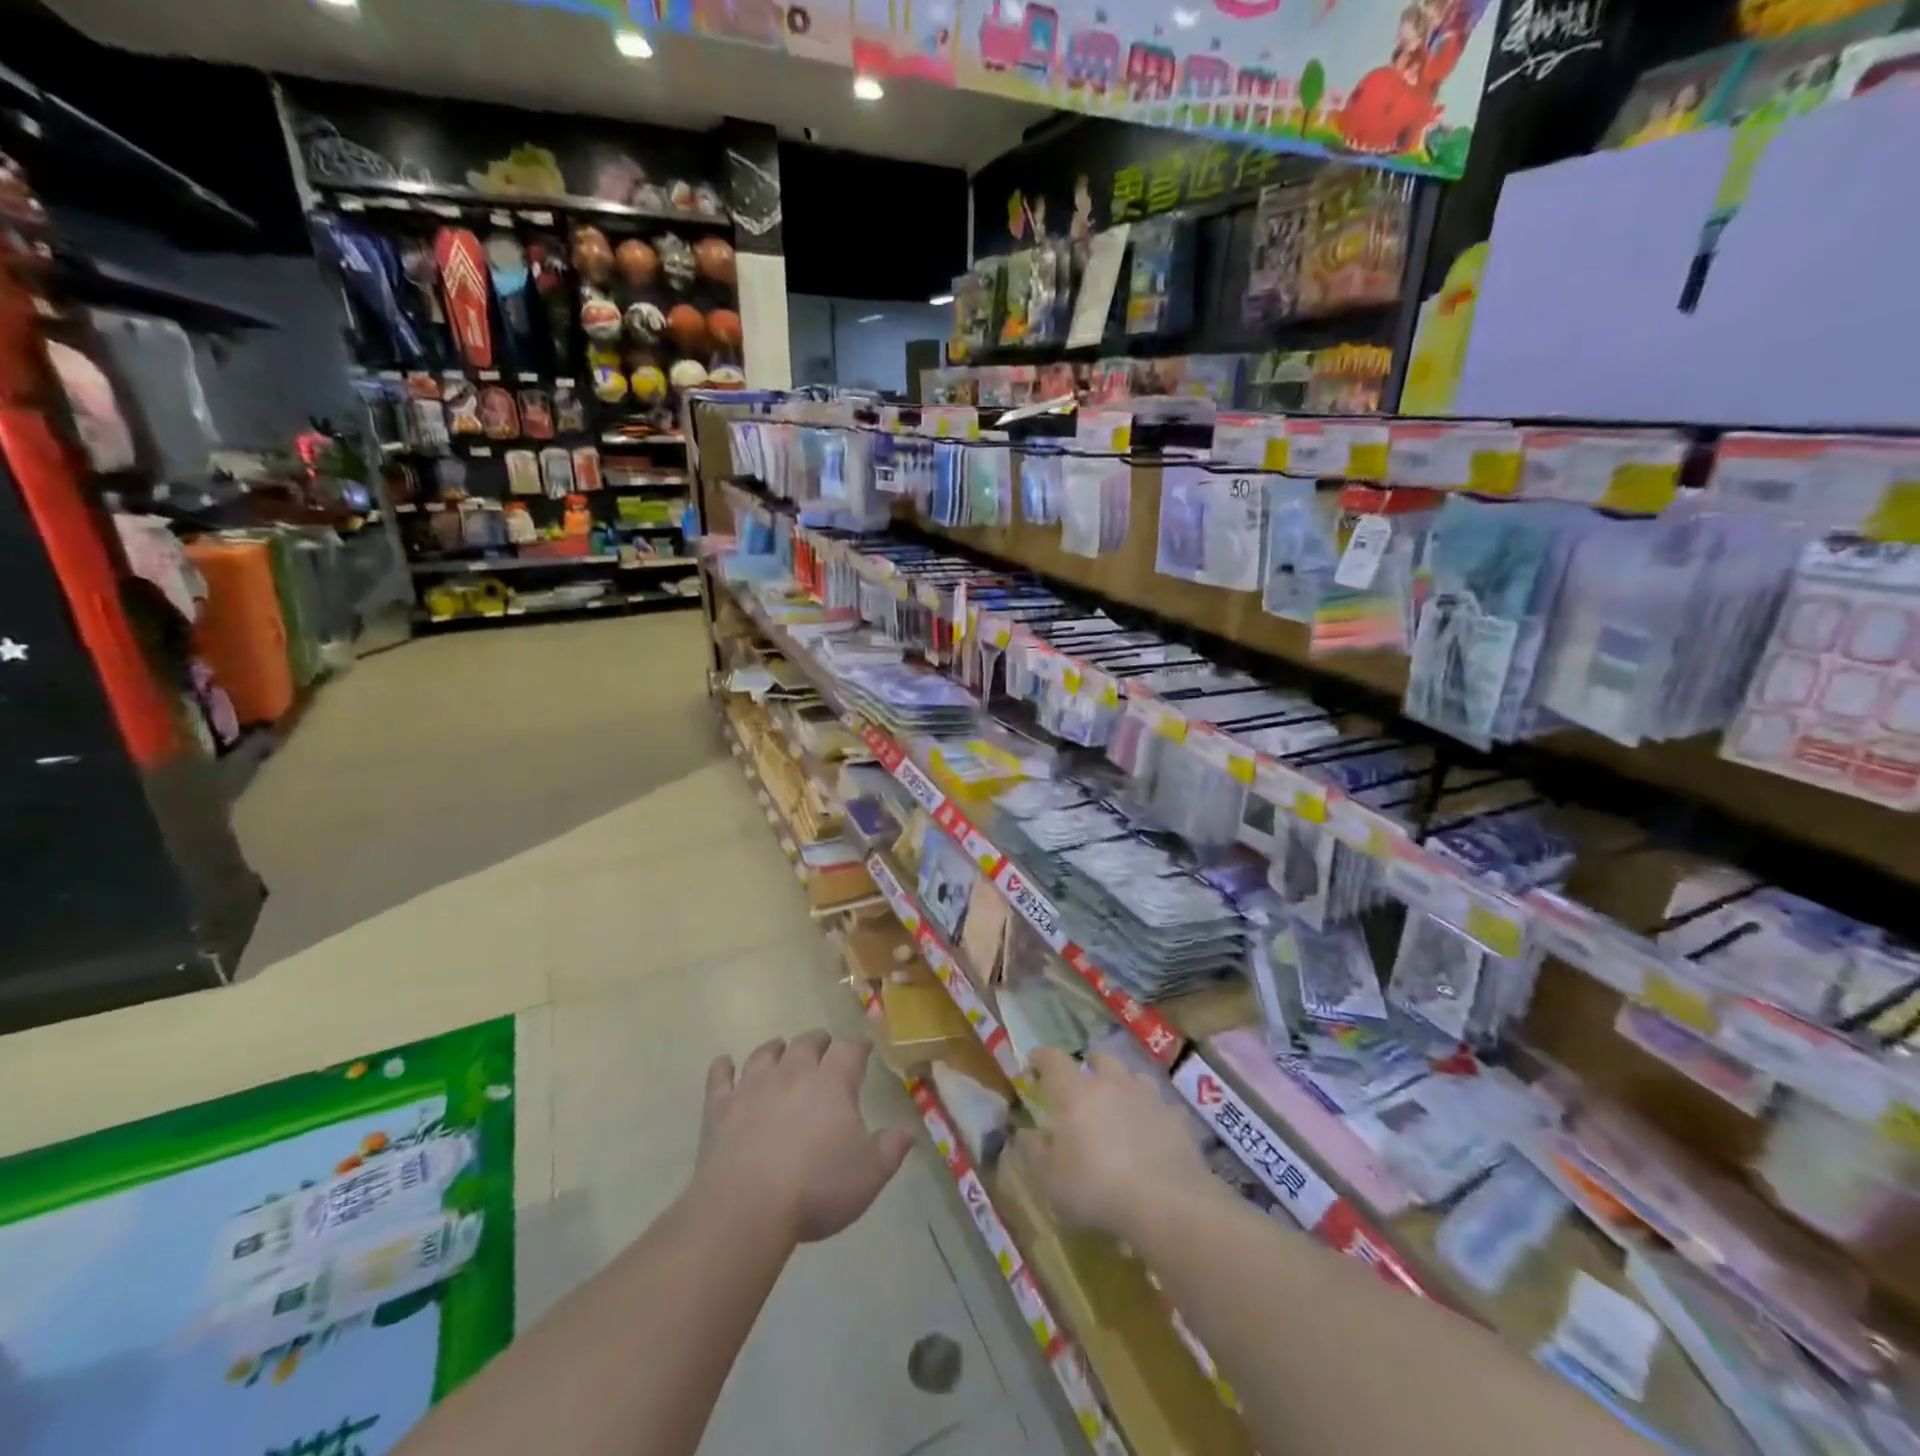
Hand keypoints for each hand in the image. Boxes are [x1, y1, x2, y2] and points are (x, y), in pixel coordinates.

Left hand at [695, 1030, 914, 1245]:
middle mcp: (794, 1072)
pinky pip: (720, 1076)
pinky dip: (723, 1068)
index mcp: (833, 1083)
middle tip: (824, 1047)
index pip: (850, 1051)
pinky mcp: (720, 1106)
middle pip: (807, 1042)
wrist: (747, 1207)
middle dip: (818, 1042)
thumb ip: (890, 1150)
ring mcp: (753, 1085)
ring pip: (765, 1053)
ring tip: (780, 1050)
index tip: (864, 1049)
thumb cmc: (815, 1189)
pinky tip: (724, 1065)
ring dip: (775, 1049)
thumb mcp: (868, 1176)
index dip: (859, 1047)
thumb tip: (908, 1133)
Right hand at [1025, 1047, 1212, 1240]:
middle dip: (1089, 1066)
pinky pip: (1160, 1106)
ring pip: (1133, 1077)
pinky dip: (1152, 1114)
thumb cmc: (1097, 1188)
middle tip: (1082, 1085)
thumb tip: (1024, 1133)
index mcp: (1076, 1092)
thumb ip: (1033, 1151)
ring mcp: (1148, 1096)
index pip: (1053, 1060)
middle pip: (1099, 1059)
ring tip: (1120, 1105)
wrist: (1167, 1203)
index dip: (1041, 1058)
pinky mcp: (1177, 1117)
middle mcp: (1112, 1083)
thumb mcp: (1050, 1180)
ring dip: (1123, 1085)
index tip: (1033, 1063)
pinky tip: (1153, 1134)